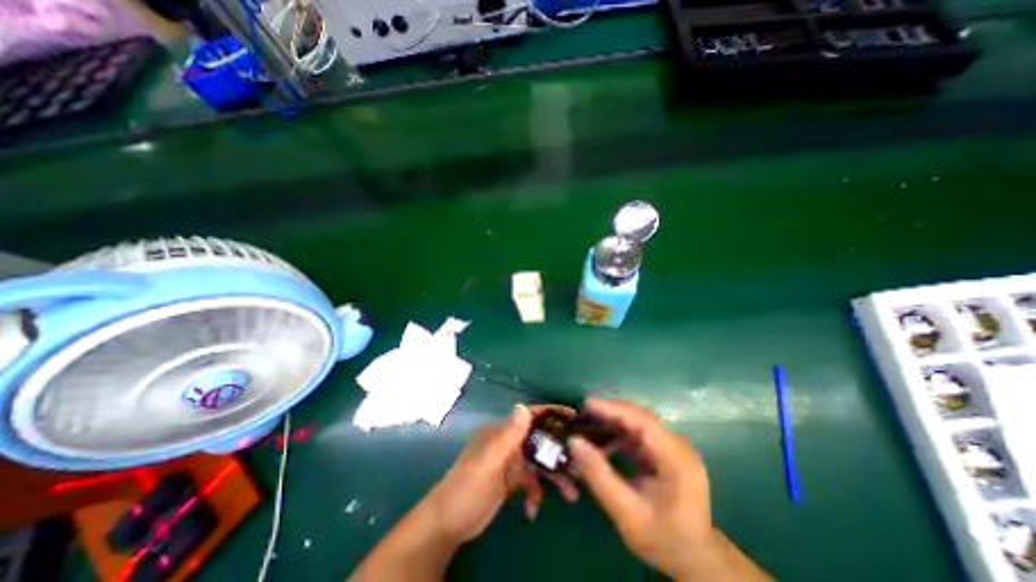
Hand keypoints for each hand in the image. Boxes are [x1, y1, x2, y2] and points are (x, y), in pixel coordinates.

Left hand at [420, 404, 582, 544]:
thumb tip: (523, 406)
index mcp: (500, 432)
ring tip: (570, 494)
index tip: (574, 417)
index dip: (551, 414)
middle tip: (580, 465)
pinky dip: (535, 493)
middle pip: (538, 441)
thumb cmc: (467, 489)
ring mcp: (508, 462)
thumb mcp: (489, 462)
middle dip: (558, 453)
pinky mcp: (509, 481)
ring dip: (552, 477)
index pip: (529, 416)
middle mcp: (506, 443)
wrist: (446, 525)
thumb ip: (508, 436)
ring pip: (537, 463)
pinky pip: (529, 481)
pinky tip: (532, 509)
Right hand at [565, 400, 722, 580]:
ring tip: (588, 424)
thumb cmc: (662, 540)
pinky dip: (619, 432)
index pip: (644, 421)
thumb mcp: (627, 513)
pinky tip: (604, 440)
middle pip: (641, 416)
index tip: (587, 404)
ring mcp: (674, 447)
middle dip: (611, 411)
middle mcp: (679, 446)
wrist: (694, 560)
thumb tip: (574, 441)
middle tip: (582, 412)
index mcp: (678, 460)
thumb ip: (599, 476)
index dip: (614, 409)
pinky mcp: (666, 451)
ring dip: (613, 420)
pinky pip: (640, 433)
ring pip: (639, 421)